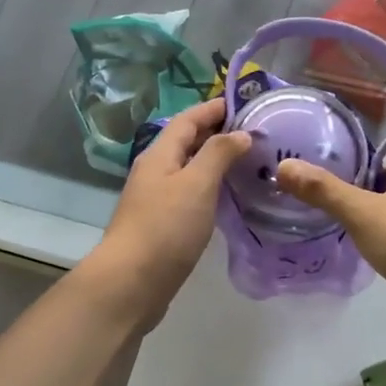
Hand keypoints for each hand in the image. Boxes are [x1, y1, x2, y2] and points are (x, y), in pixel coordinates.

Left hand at [85, 98, 250, 327]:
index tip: (243, 102)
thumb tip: (239, 133)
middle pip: (187, 143)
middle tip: (254, 132)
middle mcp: (155, 172)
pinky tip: (229, 198)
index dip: (214, 108)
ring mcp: (156, 200)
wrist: (131, 283)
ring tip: (249, 162)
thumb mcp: (197, 184)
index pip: (188, 120)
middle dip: (217, 133)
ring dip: (215, 162)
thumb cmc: (166, 227)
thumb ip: (218, 154)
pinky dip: (210, 188)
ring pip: (189, 170)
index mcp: (160, 155)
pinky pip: (190, 195)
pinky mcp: (162, 225)